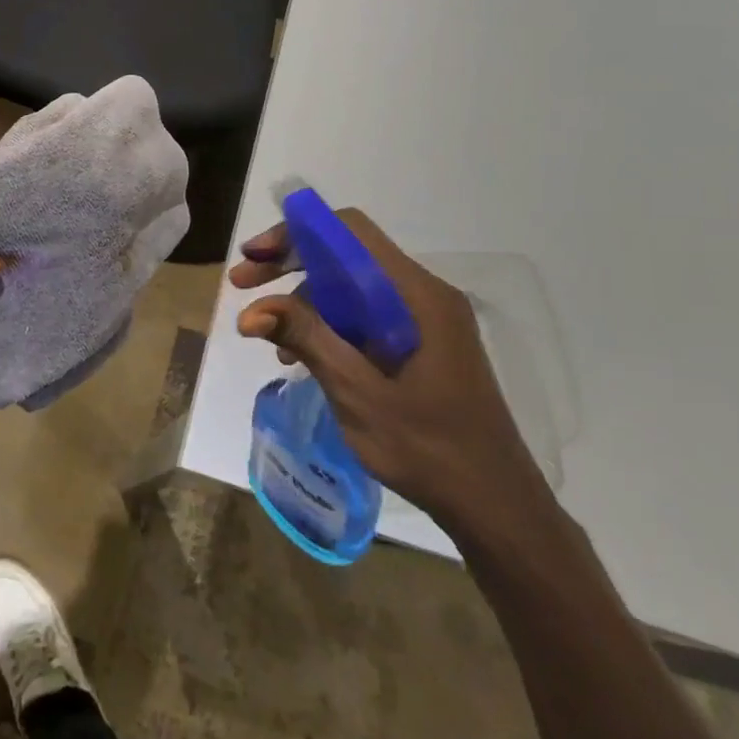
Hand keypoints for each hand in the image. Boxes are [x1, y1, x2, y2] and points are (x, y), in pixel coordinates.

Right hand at [230, 209, 552, 535]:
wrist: (496, 505)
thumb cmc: (430, 449)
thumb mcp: (358, 393)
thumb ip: (308, 340)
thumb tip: (250, 312)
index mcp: (417, 295)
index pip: (350, 233)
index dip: (297, 234)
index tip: (255, 256)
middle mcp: (424, 295)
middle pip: (348, 256)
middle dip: (291, 265)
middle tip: (242, 284)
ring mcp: (426, 319)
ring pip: (353, 286)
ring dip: (306, 299)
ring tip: (267, 334)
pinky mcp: (423, 343)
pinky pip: (367, 315)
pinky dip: (329, 325)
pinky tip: (302, 357)